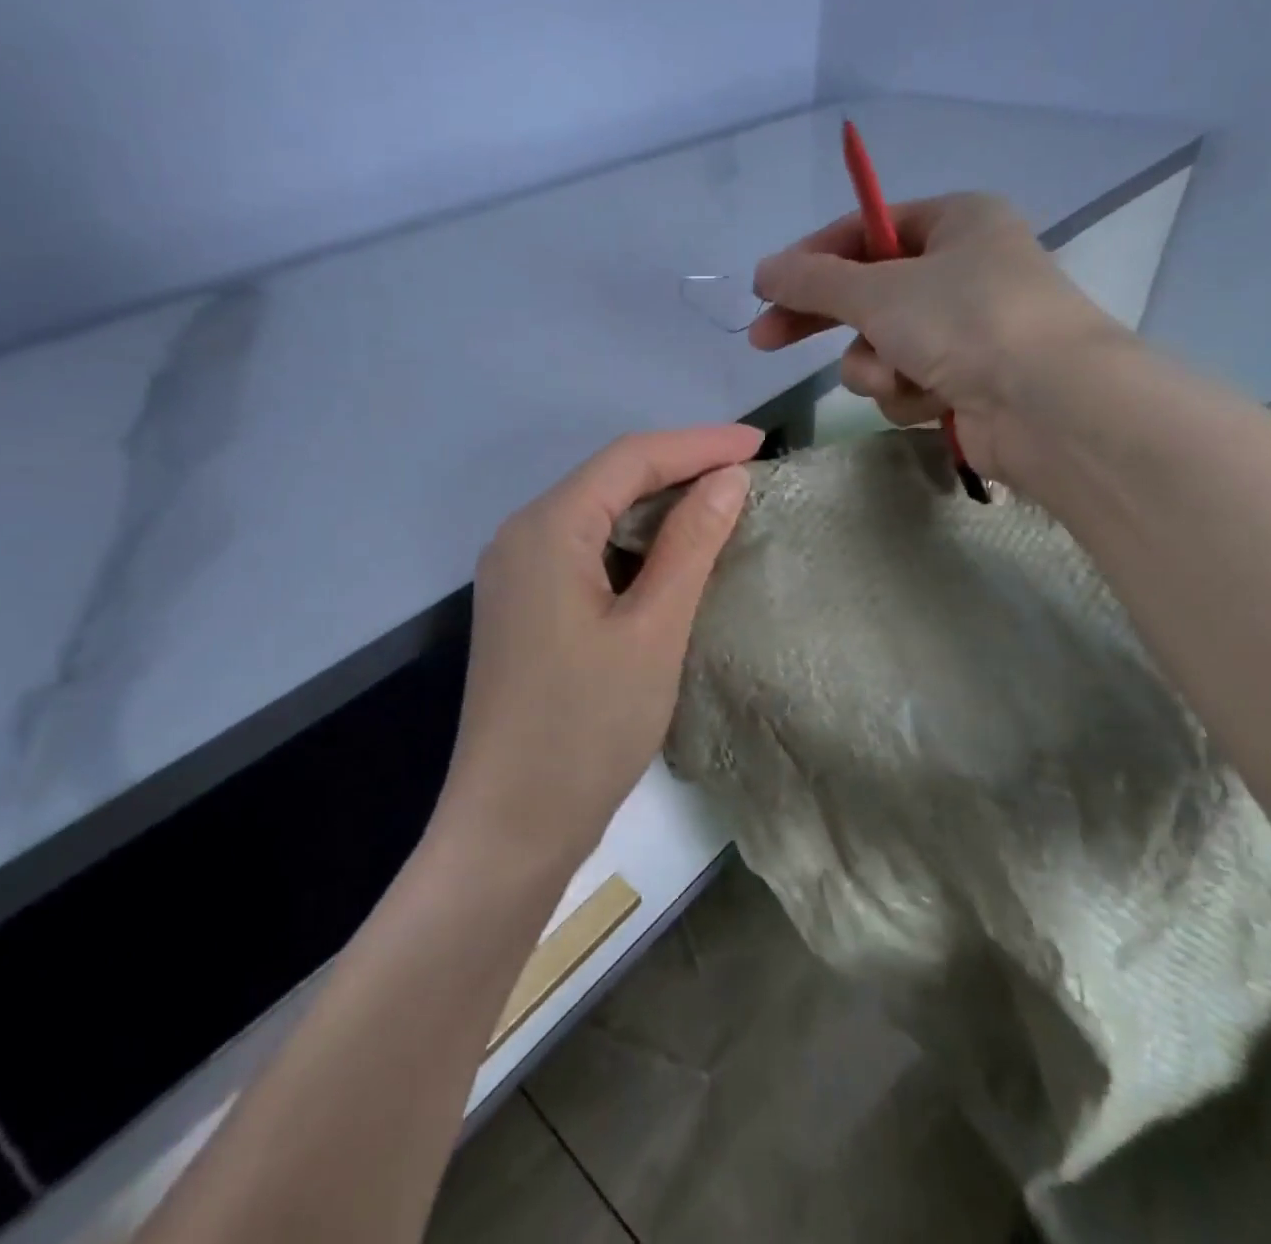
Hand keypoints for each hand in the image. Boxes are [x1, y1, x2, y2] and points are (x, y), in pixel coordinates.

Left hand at [442, 426, 760, 869]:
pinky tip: (668, 557)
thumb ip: (690, 546)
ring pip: (595, 515)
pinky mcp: (522, 607)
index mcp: (546, 529)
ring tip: (719, 508)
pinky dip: (631, 544)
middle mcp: (519, 536)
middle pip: (608, 479)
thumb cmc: (586, 730)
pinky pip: (582, 551)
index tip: (760, 444)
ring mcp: (515, 573)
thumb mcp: (652, 631)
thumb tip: (727, 480)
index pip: (630, 459)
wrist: (510, 825)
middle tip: (746, 475)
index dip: (698, 445)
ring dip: (656, 507)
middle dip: (678, 469)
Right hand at [748, 192, 1120, 487]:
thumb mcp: (879, 291)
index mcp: (956, 222)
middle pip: (867, 291)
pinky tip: (931, 401)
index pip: (866, 230)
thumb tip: (763, 271)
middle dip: (822, 320)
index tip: (766, 287)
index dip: (812, 257)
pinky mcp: (965, 381)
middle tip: (765, 339)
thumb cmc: (966, 321)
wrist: (1047, 405)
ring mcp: (965, 330)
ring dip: (876, 367)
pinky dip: (907, 394)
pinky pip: (907, 383)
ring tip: (898, 377)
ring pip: (882, 347)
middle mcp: (963, 270)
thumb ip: (814, 281)